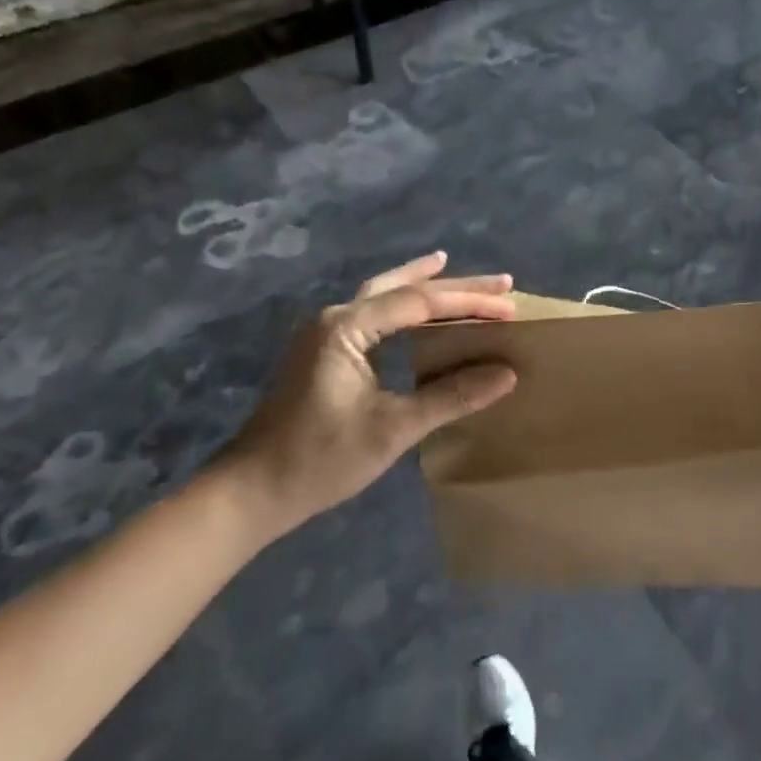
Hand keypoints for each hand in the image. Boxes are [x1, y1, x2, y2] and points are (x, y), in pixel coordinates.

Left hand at [218, 252, 516, 545]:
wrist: (250, 492)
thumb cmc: (320, 460)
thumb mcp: (393, 429)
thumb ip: (452, 396)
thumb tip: (507, 373)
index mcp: (347, 327)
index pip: (420, 303)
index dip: (469, 304)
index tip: (510, 308)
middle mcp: (335, 318)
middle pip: (404, 289)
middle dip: (454, 285)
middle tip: (502, 281)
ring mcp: (326, 333)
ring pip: (384, 294)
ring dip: (421, 283)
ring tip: (450, 267)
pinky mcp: (325, 351)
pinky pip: (373, 313)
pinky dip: (401, 303)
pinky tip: (413, 308)